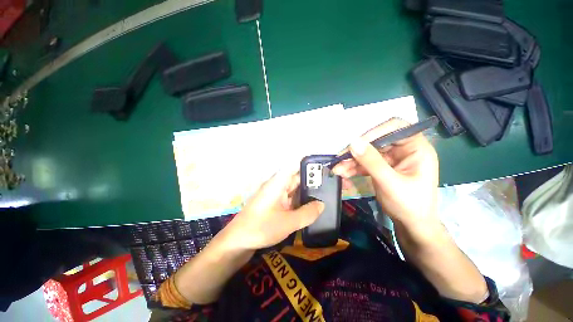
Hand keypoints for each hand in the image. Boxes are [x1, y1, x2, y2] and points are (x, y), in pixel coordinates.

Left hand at [223, 168, 324, 249]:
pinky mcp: (275, 204)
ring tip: (325, 193)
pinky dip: (300, 200)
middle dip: (311, 180)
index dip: (308, 163)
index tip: (323, 165)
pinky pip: (290, 198)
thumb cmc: (261, 228)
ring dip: (306, 191)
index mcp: (278, 183)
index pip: (294, 165)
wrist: (237, 241)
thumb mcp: (288, 222)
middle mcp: (277, 185)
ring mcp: (275, 195)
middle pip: (296, 177)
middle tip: (329, 183)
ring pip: (294, 189)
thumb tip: (322, 204)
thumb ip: (307, 213)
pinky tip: (310, 205)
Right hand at [332, 118, 438, 231]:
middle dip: (357, 151)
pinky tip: (343, 173)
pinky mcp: (382, 167)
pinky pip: (365, 163)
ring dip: (351, 161)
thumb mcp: (390, 183)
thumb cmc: (410, 205)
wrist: (411, 225)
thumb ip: (371, 162)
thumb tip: (353, 142)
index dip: (375, 132)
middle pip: (376, 141)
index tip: (357, 143)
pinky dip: (353, 167)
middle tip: (340, 158)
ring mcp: (391, 159)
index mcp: (416, 148)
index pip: (396, 127)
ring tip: (337, 169)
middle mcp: (403, 150)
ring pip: (367, 153)